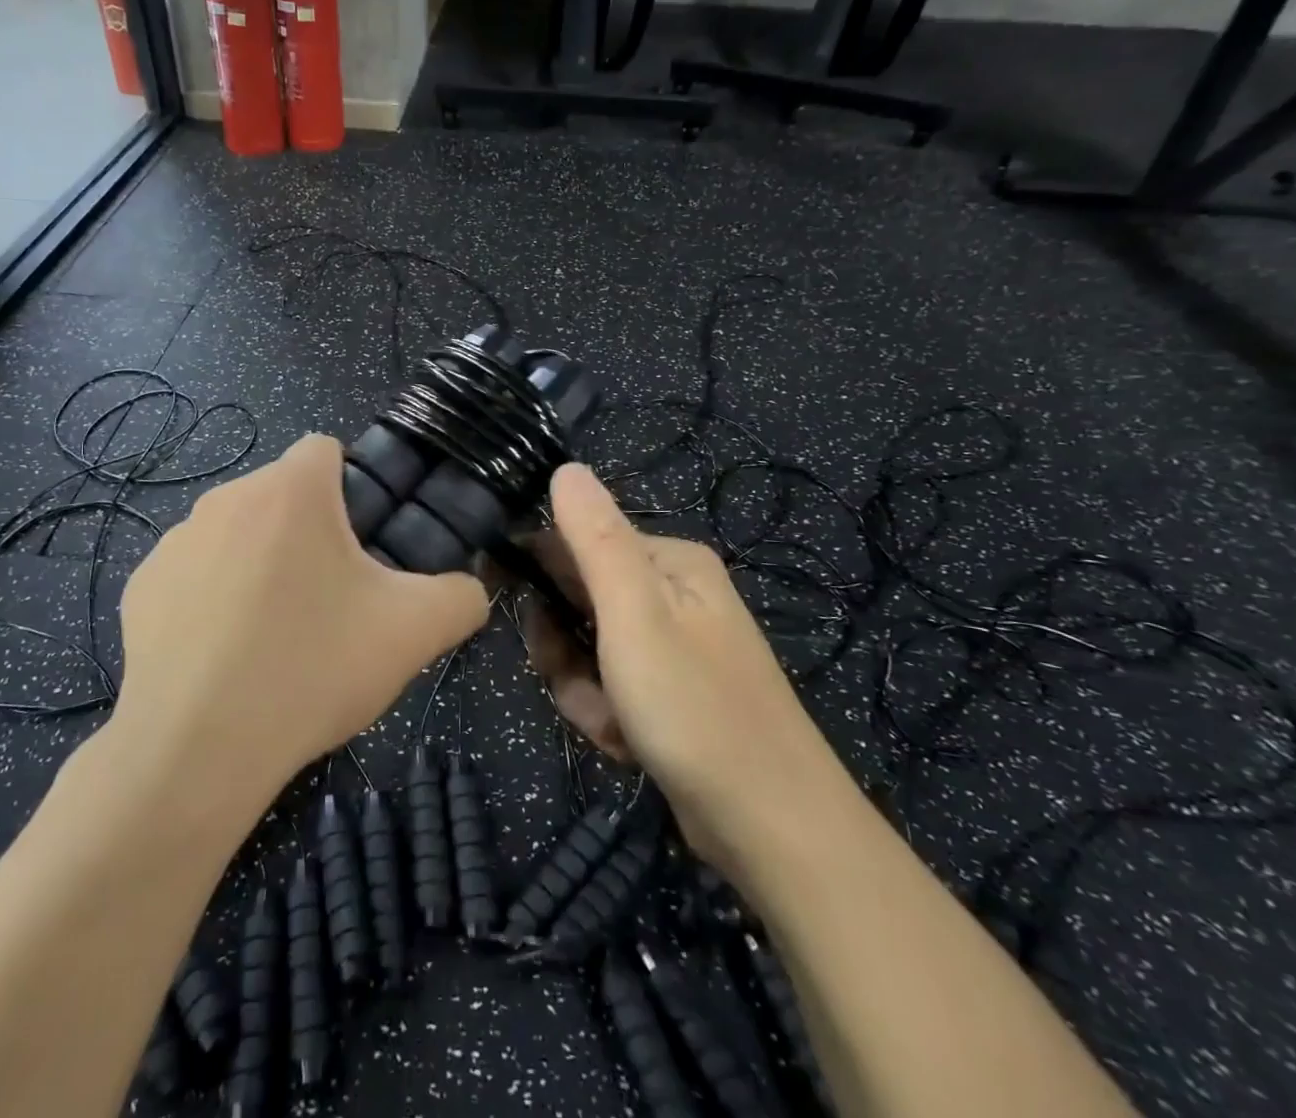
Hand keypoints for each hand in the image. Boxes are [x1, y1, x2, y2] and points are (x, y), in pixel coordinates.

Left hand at [110, 434, 489, 814]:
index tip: (362, 545)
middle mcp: (226, 497)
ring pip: (238, 533)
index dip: (353, 488)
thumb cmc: (312, 669)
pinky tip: (224, 655)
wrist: (197, 751)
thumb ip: (462, 596)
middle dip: (310, 532)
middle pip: (284, 495)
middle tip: (331, 601)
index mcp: (290, 490)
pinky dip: (214, 598)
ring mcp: (175, 542)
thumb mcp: (414, 632)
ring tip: (276, 636)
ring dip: (262, 563)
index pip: (326, 448)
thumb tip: (468, 591)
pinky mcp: (141, 587)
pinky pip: (195, 573)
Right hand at [522, 463, 822, 866]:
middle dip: (566, 650)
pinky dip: (606, 716)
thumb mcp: (634, 613)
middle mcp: (673, 594)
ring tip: (612, 725)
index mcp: (668, 561)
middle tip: (583, 686)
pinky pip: (610, 688)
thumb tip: (566, 467)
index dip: (539, 575)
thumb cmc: (695, 708)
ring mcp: (674, 647)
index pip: (576, 542)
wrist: (773, 828)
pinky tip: (626, 746)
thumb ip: (595, 537)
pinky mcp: (672, 694)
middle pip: (579, 600)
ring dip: (584, 690)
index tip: (522, 618)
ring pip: (587, 651)